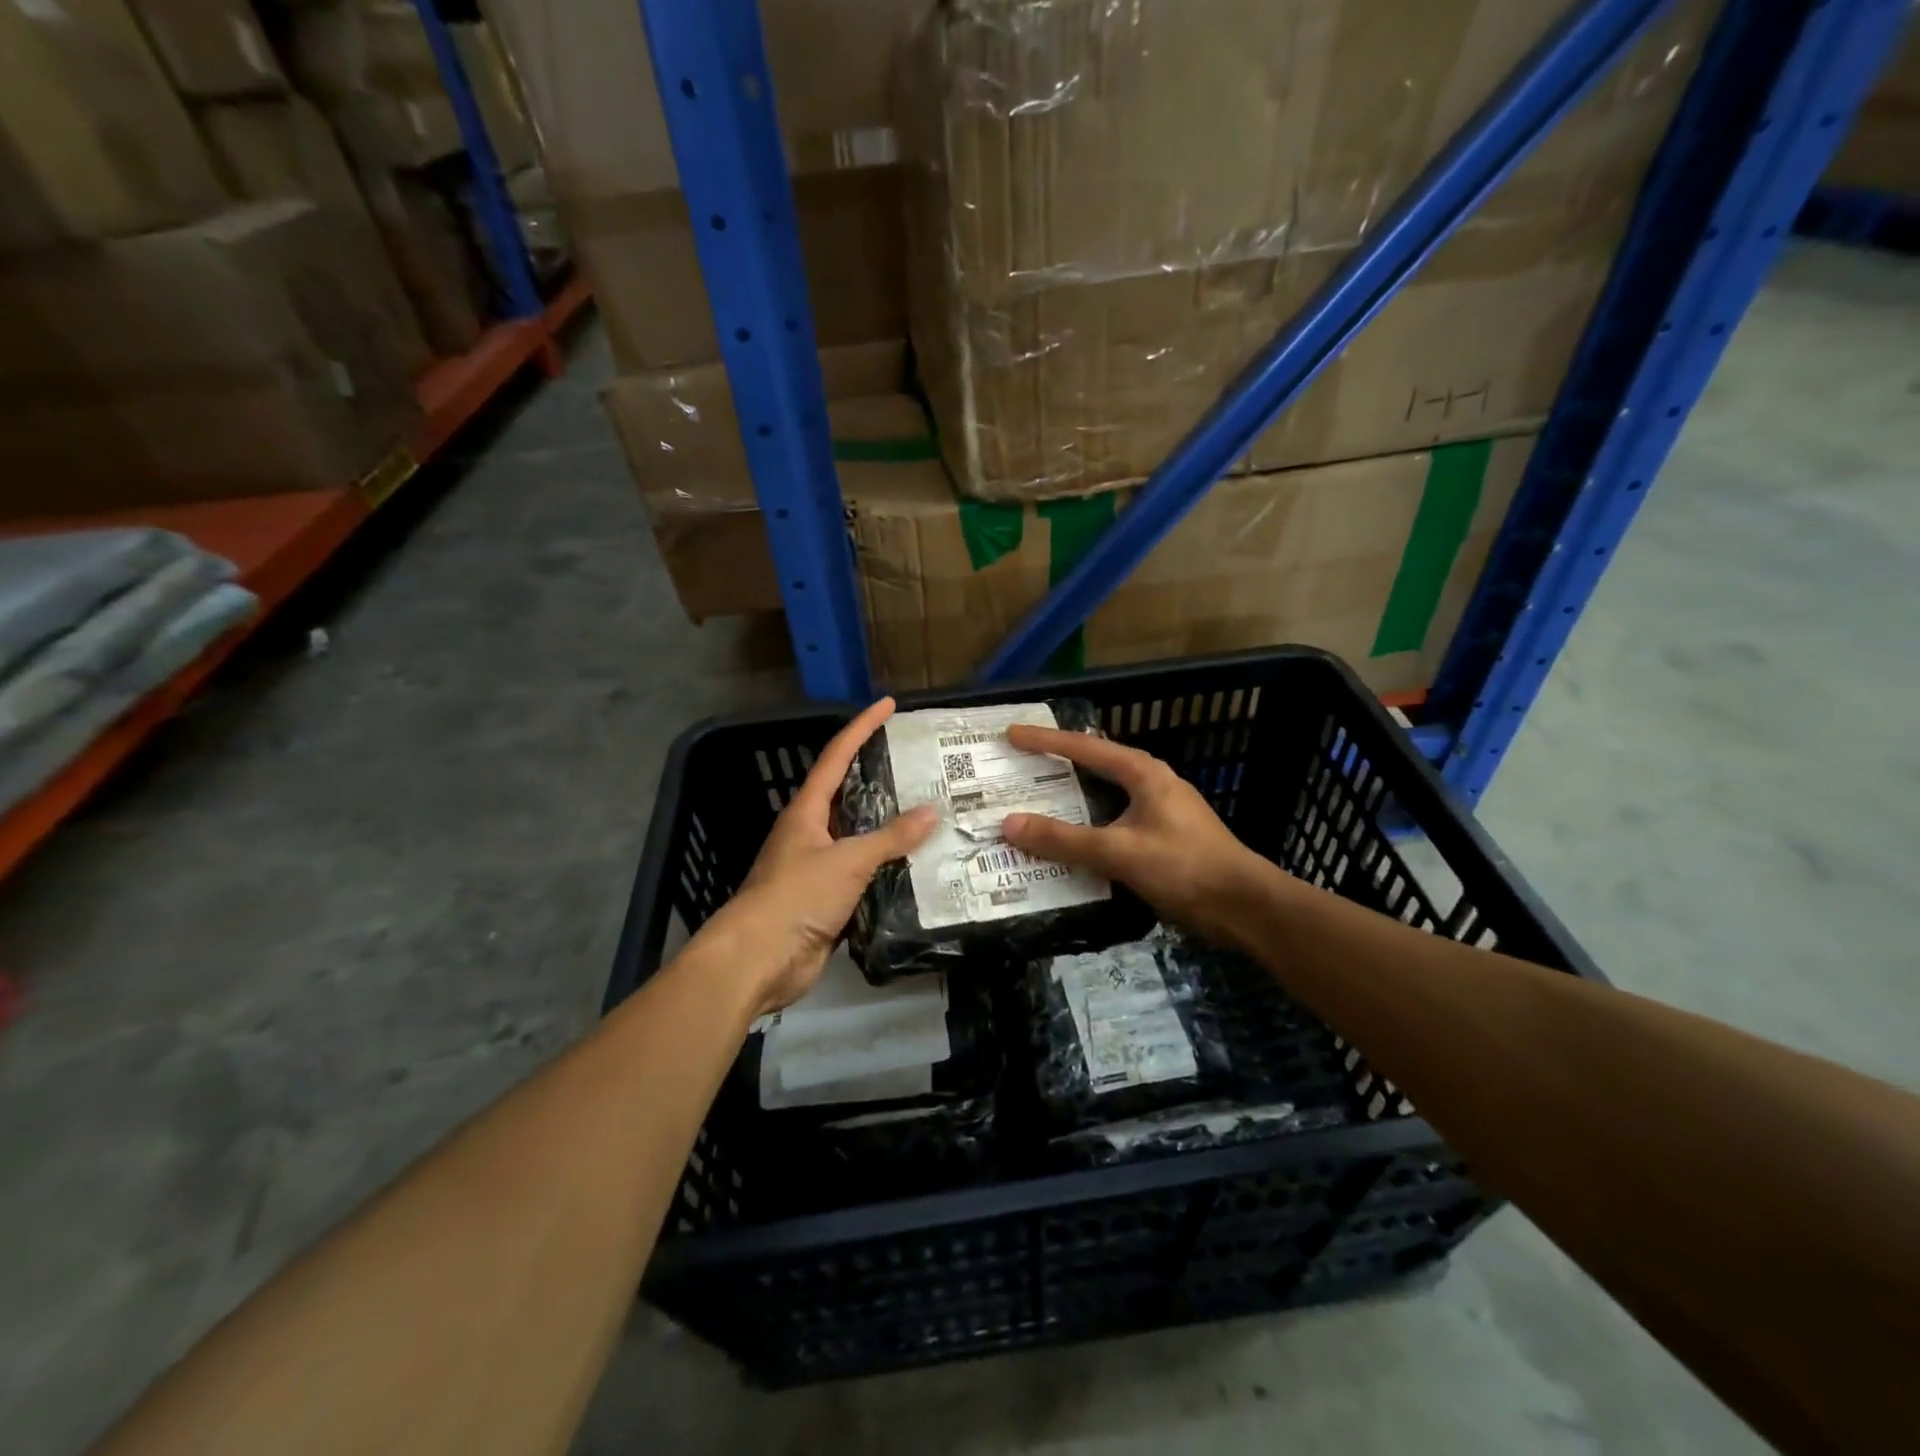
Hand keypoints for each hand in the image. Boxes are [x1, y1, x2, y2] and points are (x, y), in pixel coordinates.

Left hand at [689, 697, 936, 1018]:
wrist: (759, 960)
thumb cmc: (796, 897)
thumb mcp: (847, 861)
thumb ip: (890, 838)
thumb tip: (931, 812)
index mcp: (807, 812)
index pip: (837, 756)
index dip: (862, 727)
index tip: (888, 704)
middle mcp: (811, 833)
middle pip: (849, 795)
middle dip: (881, 777)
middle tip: (922, 764)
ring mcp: (818, 868)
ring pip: (860, 838)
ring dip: (890, 828)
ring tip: (932, 813)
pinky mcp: (828, 900)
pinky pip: (865, 875)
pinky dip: (889, 869)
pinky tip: (919, 866)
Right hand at [1001, 726, 1270, 945]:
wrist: (1244, 906)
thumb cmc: (1185, 867)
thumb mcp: (1119, 851)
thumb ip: (1064, 839)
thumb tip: (1009, 824)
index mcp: (1143, 772)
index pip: (1084, 747)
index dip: (1045, 740)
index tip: (1011, 734)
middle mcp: (1150, 783)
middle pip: (1093, 767)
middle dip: (1055, 767)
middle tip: (1017, 768)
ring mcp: (1158, 811)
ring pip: (1102, 797)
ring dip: (1070, 800)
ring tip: (1033, 804)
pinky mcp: (1161, 838)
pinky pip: (1111, 823)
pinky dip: (1086, 826)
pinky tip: (1067, 843)